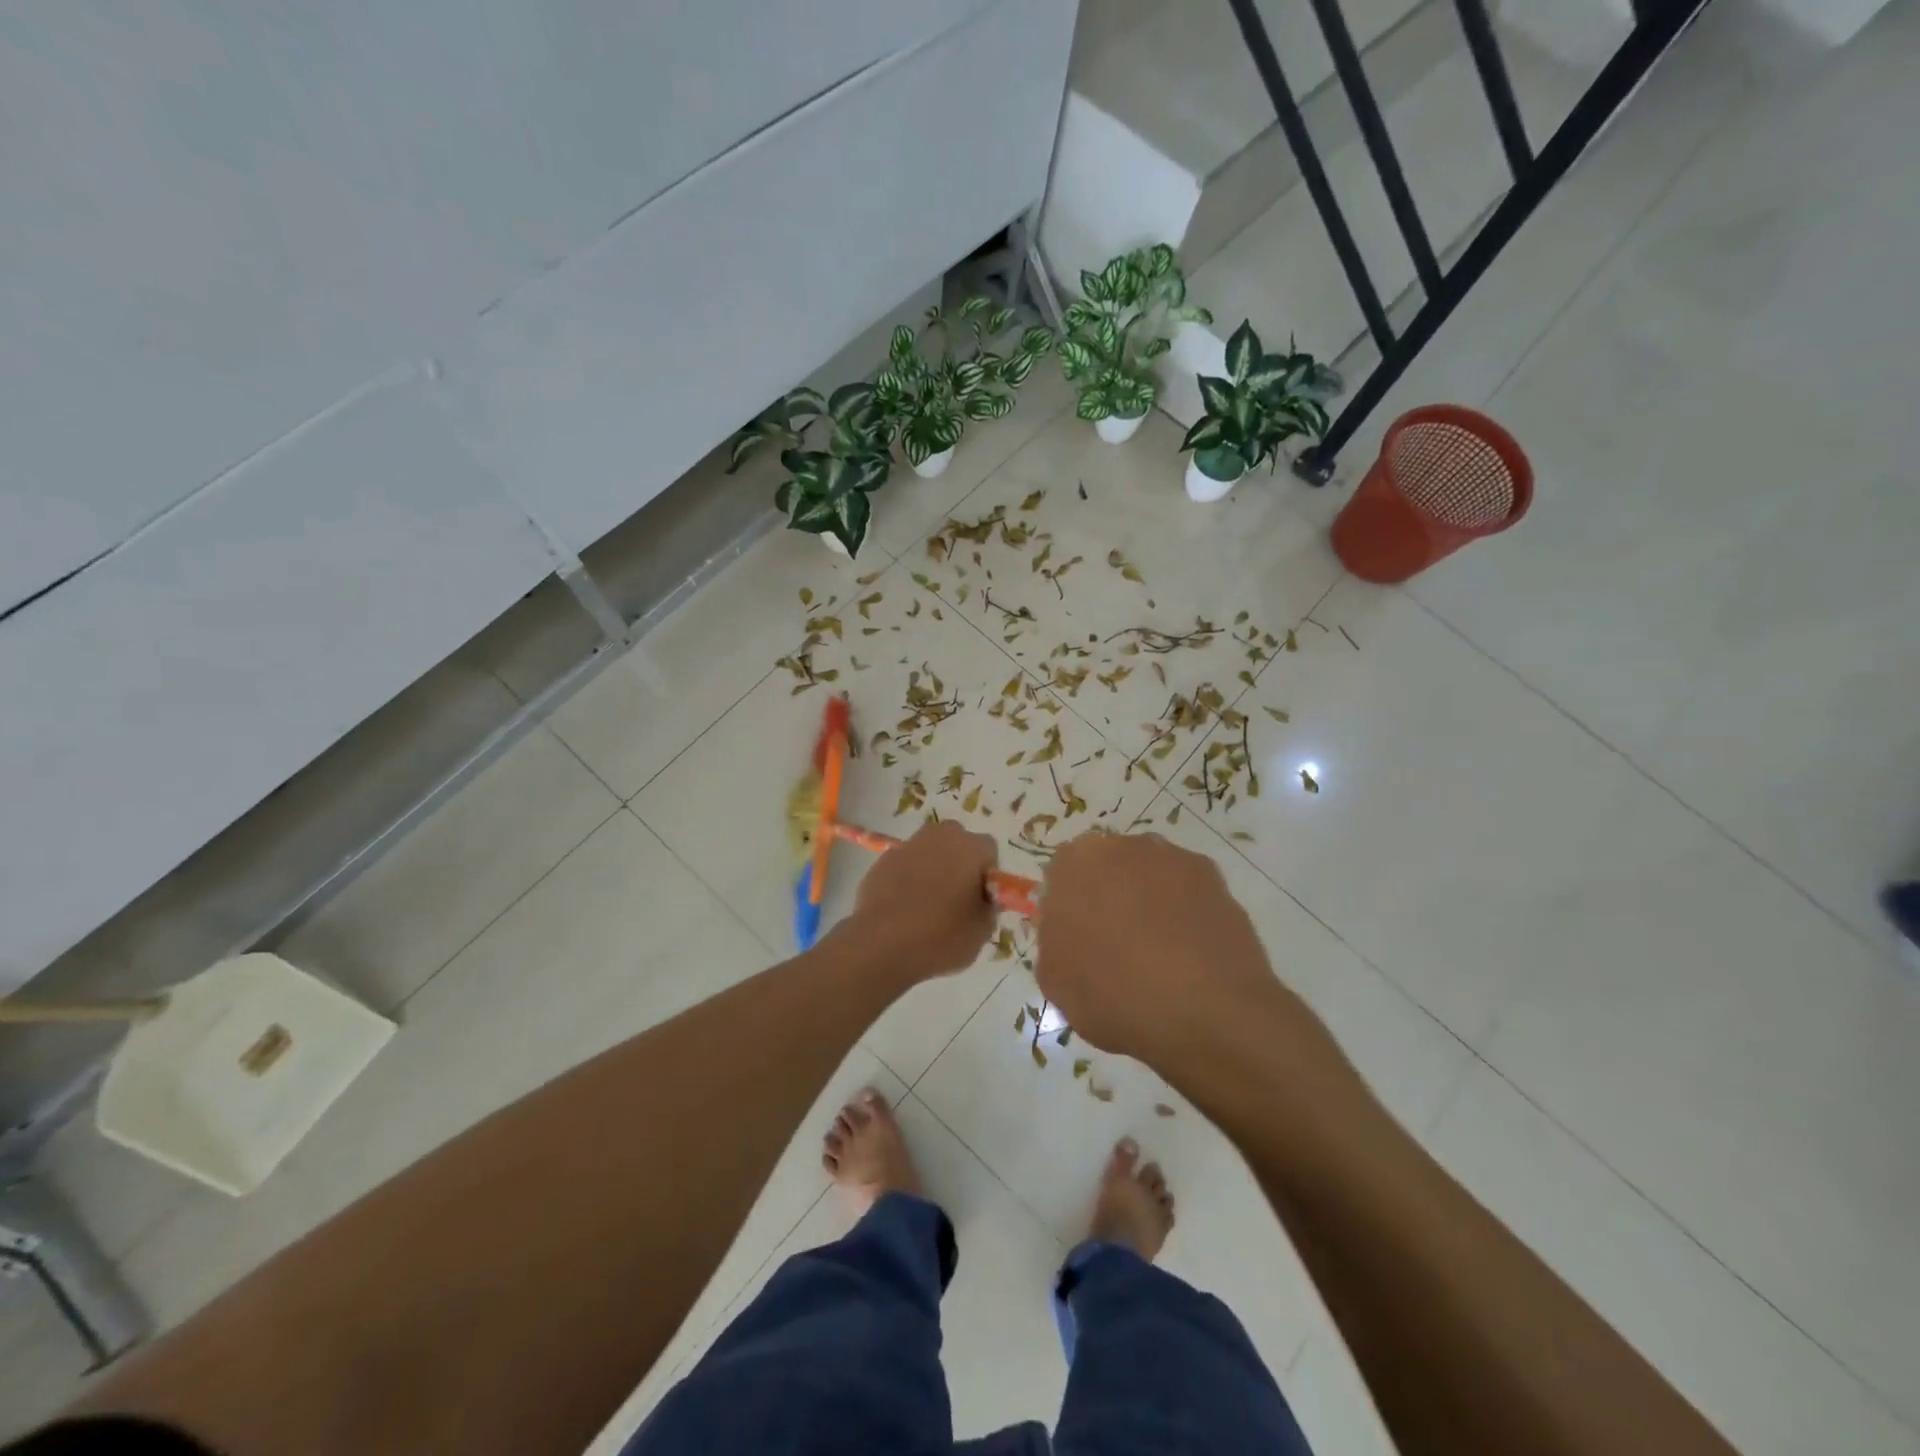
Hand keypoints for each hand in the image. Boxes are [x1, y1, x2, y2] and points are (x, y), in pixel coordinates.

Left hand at [840, 821, 999, 979]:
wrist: (882, 946)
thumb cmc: (942, 937)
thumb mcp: (982, 930)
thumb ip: (987, 906)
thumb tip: (981, 898)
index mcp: (971, 848)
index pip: (989, 852)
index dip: (986, 875)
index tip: (980, 899)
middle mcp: (940, 837)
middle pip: (956, 843)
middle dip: (958, 863)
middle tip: (955, 899)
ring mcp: (907, 847)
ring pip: (927, 852)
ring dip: (931, 870)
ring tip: (926, 906)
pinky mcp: (881, 862)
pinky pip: (903, 866)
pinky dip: (906, 880)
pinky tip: (902, 909)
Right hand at [1035, 831, 1327, 1076]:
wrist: (1208, 1013)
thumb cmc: (1114, 996)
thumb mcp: (1055, 981)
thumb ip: (1053, 940)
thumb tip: (1069, 929)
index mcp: (1075, 862)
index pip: (1062, 876)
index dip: (1069, 909)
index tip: (1078, 943)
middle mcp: (1124, 845)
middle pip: (1108, 868)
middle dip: (1109, 897)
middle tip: (1116, 946)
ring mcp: (1174, 858)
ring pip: (1150, 876)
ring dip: (1149, 902)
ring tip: (1160, 955)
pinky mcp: (1215, 877)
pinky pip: (1187, 892)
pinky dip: (1185, 914)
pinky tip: (1190, 955)